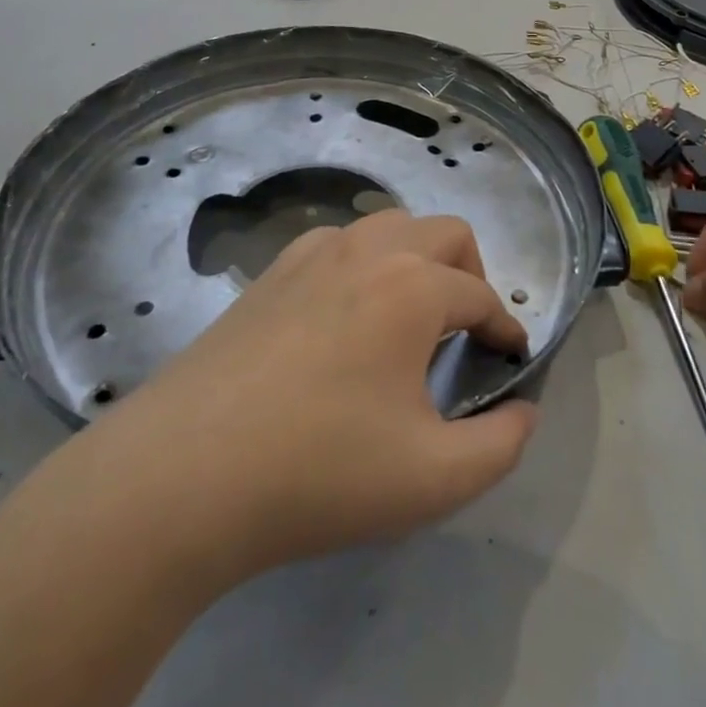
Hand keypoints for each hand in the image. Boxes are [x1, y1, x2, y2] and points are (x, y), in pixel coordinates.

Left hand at [106, 211, 537, 580]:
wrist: (183, 474)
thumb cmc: (320, 472)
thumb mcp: (434, 479)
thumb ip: (501, 445)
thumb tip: (522, 411)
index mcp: (412, 288)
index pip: (482, 297)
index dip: (506, 331)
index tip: (511, 365)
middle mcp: (367, 252)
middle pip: (444, 234)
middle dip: (470, 275)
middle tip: (465, 333)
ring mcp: (311, 255)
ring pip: (388, 227)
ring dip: (416, 261)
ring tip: (408, 320)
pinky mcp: (270, 273)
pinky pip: (337, 245)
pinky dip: (363, 265)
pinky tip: (344, 319)